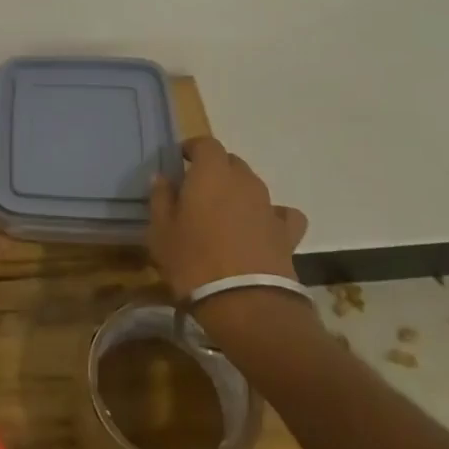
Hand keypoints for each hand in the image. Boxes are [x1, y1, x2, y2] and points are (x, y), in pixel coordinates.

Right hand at [148, 137, 308, 300]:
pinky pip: (281, 214)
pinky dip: (272, 217)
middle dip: (215, 170)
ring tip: (225, 216)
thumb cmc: (193, 262)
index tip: (181, 161)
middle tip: (198, 191)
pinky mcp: (287, 233)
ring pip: (253, 186)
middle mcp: (243, 180)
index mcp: (211, 172)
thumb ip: (161, 199)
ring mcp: (268, 205)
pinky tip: (262, 230)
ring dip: (239, 193)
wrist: (245, 304)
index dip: (193, 148)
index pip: (205, 143)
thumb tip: (162, 178)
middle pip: (230, 162)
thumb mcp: (161, 231)